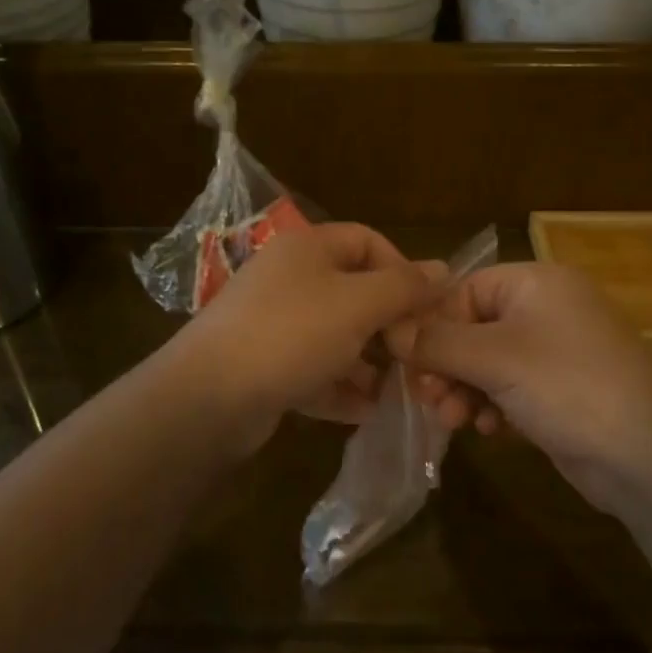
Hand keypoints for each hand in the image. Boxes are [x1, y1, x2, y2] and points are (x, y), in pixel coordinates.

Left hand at [167, 222, 439, 453]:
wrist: (208, 397)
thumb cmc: (291, 335)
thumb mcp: (358, 304)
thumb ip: (403, 287)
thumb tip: (443, 269)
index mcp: (307, 248)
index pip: (367, 241)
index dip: (402, 269)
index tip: (426, 307)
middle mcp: (289, 279)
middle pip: (353, 292)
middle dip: (388, 325)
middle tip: (415, 357)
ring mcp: (273, 324)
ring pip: (335, 336)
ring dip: (368, 362)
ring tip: (399, 391)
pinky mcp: (264, 366)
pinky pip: (313, 370)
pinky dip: (339, 387)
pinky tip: (365, 411)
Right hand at [390, 262, 651, 513]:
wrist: (649, 458)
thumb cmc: (567, 386)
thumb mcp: (494, 358)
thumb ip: (436, 342)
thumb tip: (390, 330)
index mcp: (536, 283)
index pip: (464, 291)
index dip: (432, 325)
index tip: (407, 362)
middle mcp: (547, 309)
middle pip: (473, 328)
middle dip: (446, 365)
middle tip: (427, 398)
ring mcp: (557, 352)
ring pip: (488, 363)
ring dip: (464, 389)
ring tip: (452, 420)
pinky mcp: (561, 391)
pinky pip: (510, 388)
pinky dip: (492, 405)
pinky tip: (488, 430)